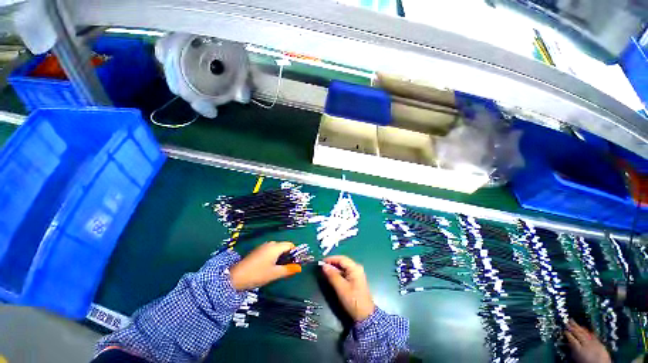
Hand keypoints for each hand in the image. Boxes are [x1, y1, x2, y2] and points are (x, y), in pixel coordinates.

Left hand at [230, 241, 301, 290]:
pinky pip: (270, 251)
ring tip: (277, 269)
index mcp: (276, 247)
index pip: (290, 245)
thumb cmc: (258, 274)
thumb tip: (299, 268)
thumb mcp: (275, 273)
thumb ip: (288, 269)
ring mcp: (263, 246)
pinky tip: (268, 267)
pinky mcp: (257, 250)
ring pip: (277, 249)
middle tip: (286, 268)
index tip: (294, 263)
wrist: (236, 277)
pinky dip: (273, 257)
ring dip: (280, 257)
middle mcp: (270, 244)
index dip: (294, 253)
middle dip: (287, 256)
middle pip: (284, 247)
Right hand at [321, 255, 374, 321]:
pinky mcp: (355, 280)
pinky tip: (331, 277)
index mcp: (355, 268)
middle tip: (322, 267)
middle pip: (342, 262)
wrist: (364, 316)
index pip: (341, 259)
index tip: (321, 262)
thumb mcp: (341, 288)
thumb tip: (324, 266)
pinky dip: (337, 274)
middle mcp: (356, 268)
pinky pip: (344, 273)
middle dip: (332, 263)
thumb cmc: (353, 300)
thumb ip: (332, 275)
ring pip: (343, 268)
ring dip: (334, 269)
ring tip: (325, 271)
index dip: (331, 259)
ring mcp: (356, 274)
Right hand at [565, 320, 610, 362]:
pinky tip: (587, 329)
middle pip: (579, 334)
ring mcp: (594, 343)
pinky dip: (589, 331)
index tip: (564, 330)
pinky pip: (593, 335)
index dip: (568, 334)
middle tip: (568, 321)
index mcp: (580, 349)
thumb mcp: (578, 358)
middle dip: (573, 327)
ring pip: (586, 333)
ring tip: (575, 322)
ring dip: (580, 327)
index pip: (572, 339)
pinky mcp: (600, 343)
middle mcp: (587, 344)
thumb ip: (573, 350)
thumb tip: (568, 343)